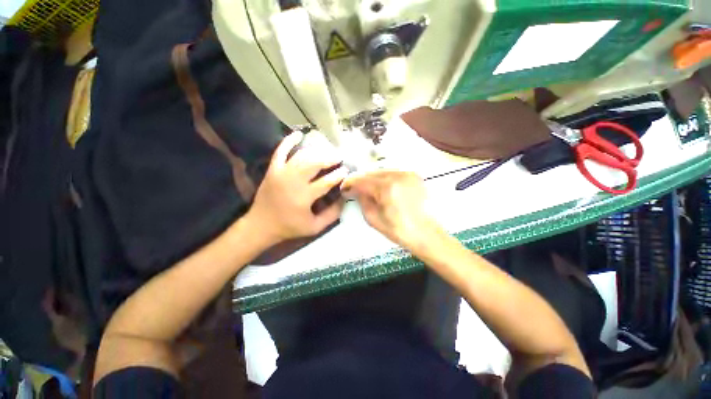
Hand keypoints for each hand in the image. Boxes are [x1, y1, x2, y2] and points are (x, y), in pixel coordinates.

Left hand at [247, 131, 347, 242]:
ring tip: (327, 150)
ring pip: (302, 156)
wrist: (261, 225)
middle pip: (314, 163)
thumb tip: (345, 198)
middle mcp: (293, 181)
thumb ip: (332, 214)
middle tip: (339, 157)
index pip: (326, 181)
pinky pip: (280, 151)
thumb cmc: (290, 227)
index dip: (339, 175)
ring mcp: (281, 173)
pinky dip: (288, 141)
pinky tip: (298, 134)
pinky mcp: (272, 170)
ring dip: (316, 151)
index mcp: (304, 197)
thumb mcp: (315, 227)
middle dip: (329, 158)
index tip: (347, 170)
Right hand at [342, 170, 441, 247]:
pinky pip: (394, 172)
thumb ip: (362, 201)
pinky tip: (381, 186)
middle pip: (371, 172)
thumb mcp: (374, 219)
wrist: (427, 234)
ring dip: (372, 178)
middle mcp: (397, 175)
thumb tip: (356, 191)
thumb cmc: (399, 231)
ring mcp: (407, 173)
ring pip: (382, 170)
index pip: (362, 181)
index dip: (350, 183)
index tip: (344, 189)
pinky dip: (384, 177)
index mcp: (386, 188)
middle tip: (354, 188)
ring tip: (367, 187)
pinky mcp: (414, 176)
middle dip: (361, 180)